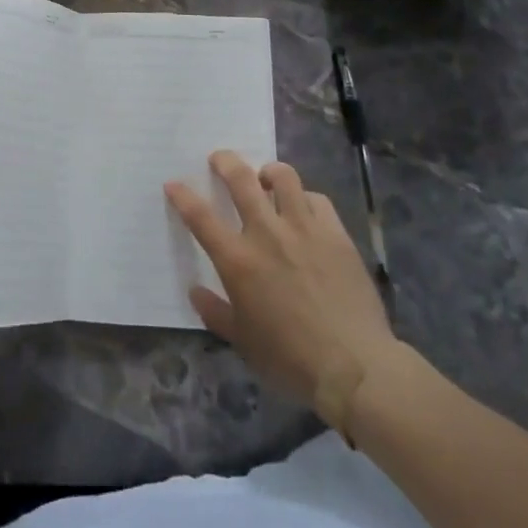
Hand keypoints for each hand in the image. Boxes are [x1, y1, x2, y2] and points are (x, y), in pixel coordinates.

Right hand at [166, 152, 399, 428]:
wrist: (354, 367)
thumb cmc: (290, 359)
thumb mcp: (242, 342)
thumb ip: (215, 312)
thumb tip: (195, 291)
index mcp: (238, 260)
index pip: (200, 217)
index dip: (182, 195)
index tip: (173, 184)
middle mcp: (267, 233)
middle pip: (240, 179)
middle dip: (225, 162)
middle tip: (219, 159)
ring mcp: (304, 229)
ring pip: (283, 177)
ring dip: (269, 172)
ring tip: (266, 178)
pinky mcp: (335, 233)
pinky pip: (318, 199)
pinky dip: (305, 198)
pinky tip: (305, 209)